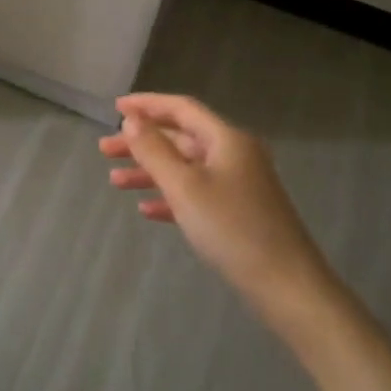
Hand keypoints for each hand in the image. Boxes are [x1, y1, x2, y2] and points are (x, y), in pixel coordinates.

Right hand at [99, 94, 326, 318]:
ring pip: (186, 168)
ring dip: (151, 172)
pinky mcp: (238, 212)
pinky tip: (146, 209)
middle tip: (104, 151)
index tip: (115, 108)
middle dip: (142, 143)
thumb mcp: (185, 186)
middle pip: (181, 138)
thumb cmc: (232, 228)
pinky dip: (170, 197)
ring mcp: (238, 185)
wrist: (286, 285)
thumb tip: (132, 121)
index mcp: (226, 139)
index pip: (181, 108)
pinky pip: (196, 194)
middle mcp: (234, 155)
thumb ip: (155, 150)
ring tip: (114, 182)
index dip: (147, 105)